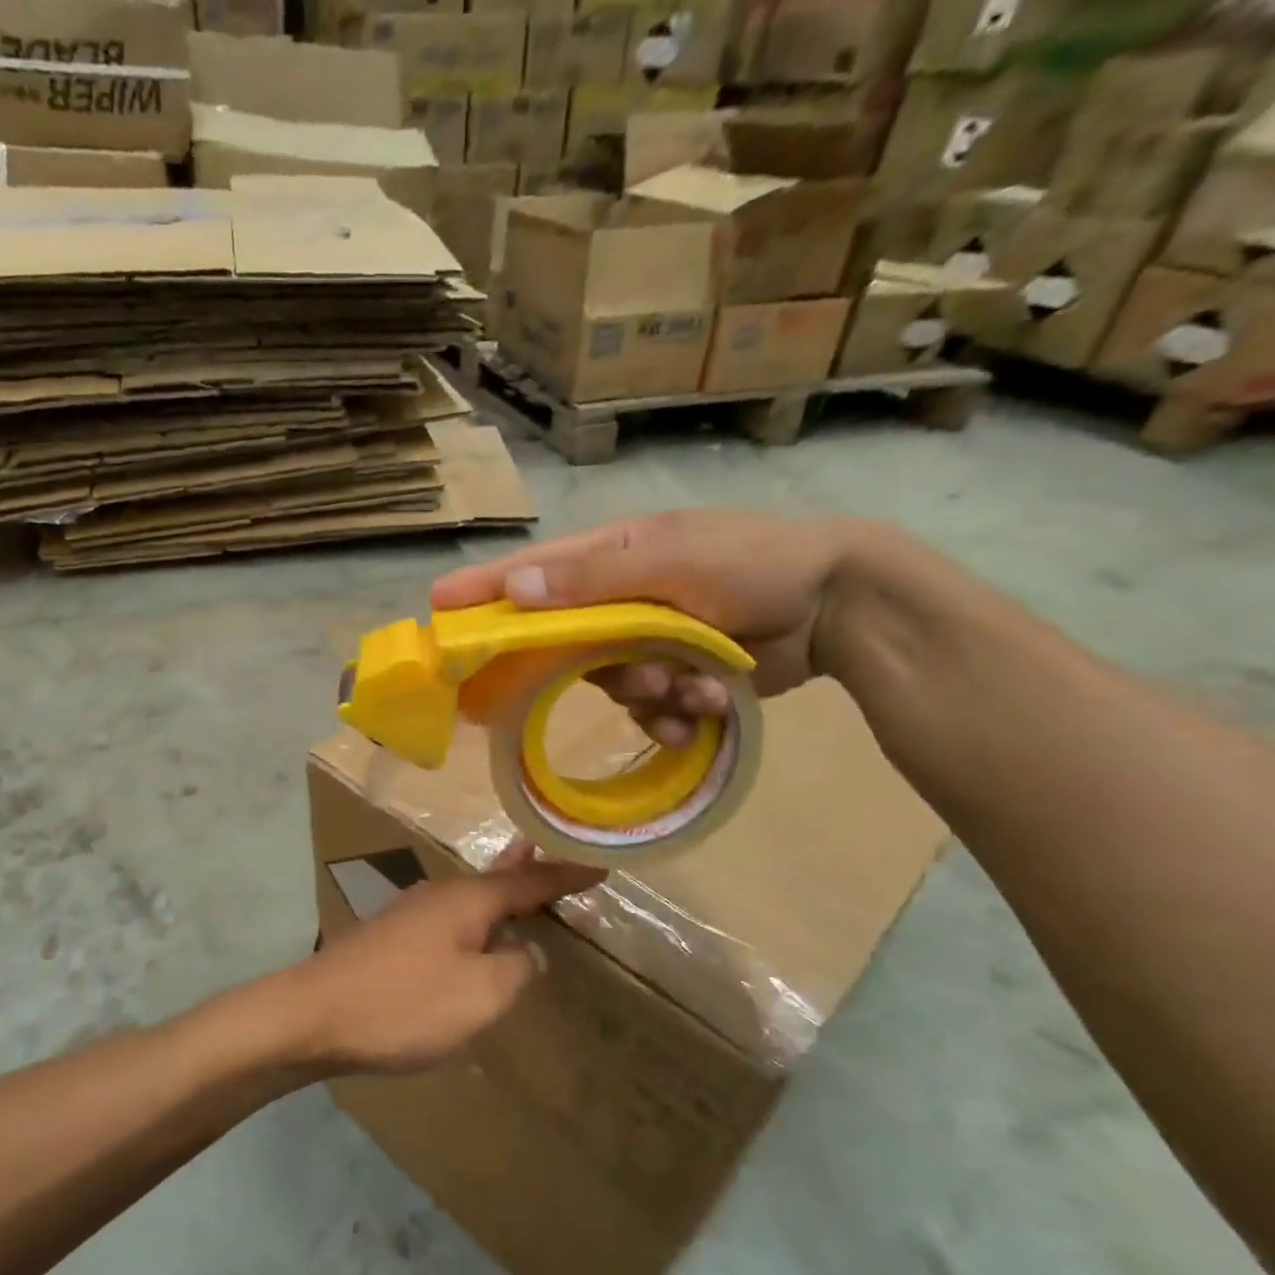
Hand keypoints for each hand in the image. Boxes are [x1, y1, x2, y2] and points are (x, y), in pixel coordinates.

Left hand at [285, 844, 603, 1075]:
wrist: (313, 1014)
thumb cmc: (403, 1003)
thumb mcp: (478, 996)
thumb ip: (515, 969)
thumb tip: (526, 951)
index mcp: (467, 900)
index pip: (530, 882)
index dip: (566, 876)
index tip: (599, 865)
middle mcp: (440, 895)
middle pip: (496, 878)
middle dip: (528, 870)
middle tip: (556, 856)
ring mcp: (411, 913)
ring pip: (470, 896)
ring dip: (500, 892)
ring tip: (522, 884)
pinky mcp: (392, 936)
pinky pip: (450, 917)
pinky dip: (476, 918)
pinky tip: (475, 933)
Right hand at [430, 510, 857, 742]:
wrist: (836, 604)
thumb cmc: (752, 562)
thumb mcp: (672, 561)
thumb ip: (593, 580)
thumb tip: (513, 590)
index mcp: (611, 560)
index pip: (531, 575)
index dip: (484, 592)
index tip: (438, 609)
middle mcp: (619, 601)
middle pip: (568, 646)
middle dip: (601, 669)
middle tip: (639, 677)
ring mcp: (648, 642)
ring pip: (611, 686)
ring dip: (652, 694)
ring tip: (697, 686)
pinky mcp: (675, 677)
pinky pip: (649, 710)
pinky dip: (677, 714)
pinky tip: (711, 705)